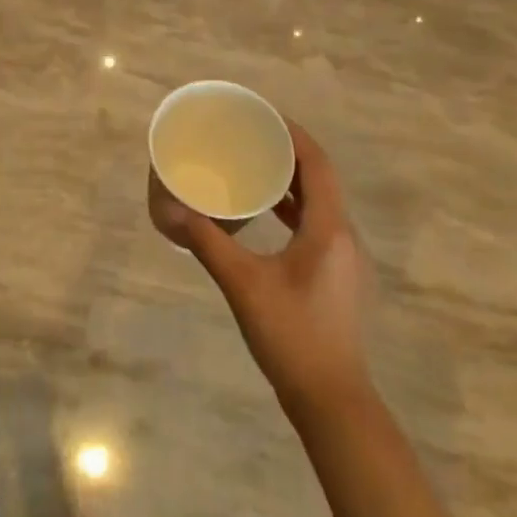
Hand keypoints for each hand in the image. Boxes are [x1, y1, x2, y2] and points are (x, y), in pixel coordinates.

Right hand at [151, 120, 372, 405]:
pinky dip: (295, 209)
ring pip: (321, 203)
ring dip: (293, 181)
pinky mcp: (337, 275)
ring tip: (256, 165)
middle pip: (321, 178)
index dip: (293, 135)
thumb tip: (171, 209)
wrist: (331, 400)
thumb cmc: (291, 335)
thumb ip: (208, 242)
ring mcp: (344, 257)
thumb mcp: (243, 284)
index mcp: (329, 229)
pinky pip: (318, 224)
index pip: (317, 164)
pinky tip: (269, 213)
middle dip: (289, 153)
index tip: (263, 116)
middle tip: (252, 136)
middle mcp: (344, 235)